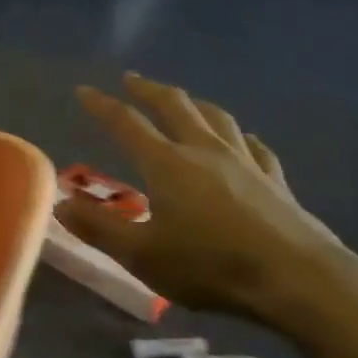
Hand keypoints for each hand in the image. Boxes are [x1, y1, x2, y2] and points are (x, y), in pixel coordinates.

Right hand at [56, 72, 357, 337]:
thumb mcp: (142, 255)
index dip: (102, 106)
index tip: (84, 90)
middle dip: (149, 90)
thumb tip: (61, 203)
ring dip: (193, 103)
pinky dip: (239, 136)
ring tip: (183, 99)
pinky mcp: (275, 179)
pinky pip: (253, 146)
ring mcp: (245, 161)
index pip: (127, 124)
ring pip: (216, 117)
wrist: (296, 278)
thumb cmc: (211, 266)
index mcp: (167, 164)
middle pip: (174, 106)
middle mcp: (204, 151)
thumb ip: (99, 228)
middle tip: (132, 79)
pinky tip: (242, 140)